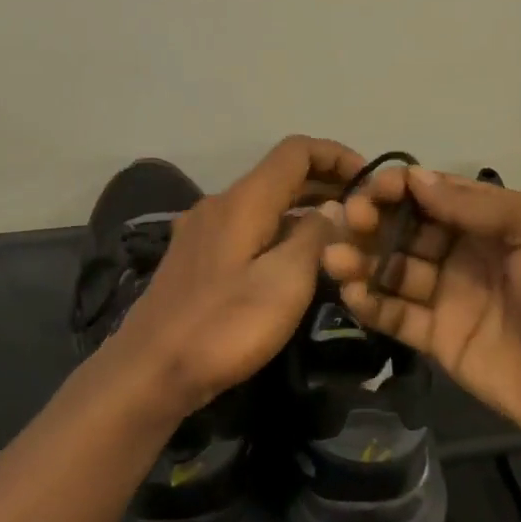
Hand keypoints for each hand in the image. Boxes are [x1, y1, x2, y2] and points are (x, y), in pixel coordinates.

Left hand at [110, 135, 365, 413]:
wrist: (150, 371)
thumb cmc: (224, 326)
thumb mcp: (285, 282)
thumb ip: (315, 236)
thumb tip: (335, 207)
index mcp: (244, 200)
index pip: (296, 150)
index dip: (336, 155)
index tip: (370, 180)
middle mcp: (221, 203)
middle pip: (280, 175)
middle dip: (325, 184)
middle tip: (365, 211)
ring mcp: (203, 230)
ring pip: (264, 204)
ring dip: (304, 209)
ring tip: (341, 236)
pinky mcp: (196, 257)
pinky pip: (248, 227)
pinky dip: (279, 231)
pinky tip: (297, 261)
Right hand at [321, 166, 520, 458]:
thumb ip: (476, 205)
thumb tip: (416, 178)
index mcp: (492, 223)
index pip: (434, 196)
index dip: (402, 188)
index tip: (373, 188)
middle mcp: (465, 255)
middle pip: (407, 230)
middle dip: (376, 221)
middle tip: (352, 221)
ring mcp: (449, 298)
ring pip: (394, 270)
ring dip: (362, 259)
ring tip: (335, 257)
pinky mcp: (438, 340)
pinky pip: (396, 315)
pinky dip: (371, 302)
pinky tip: (351, 292)